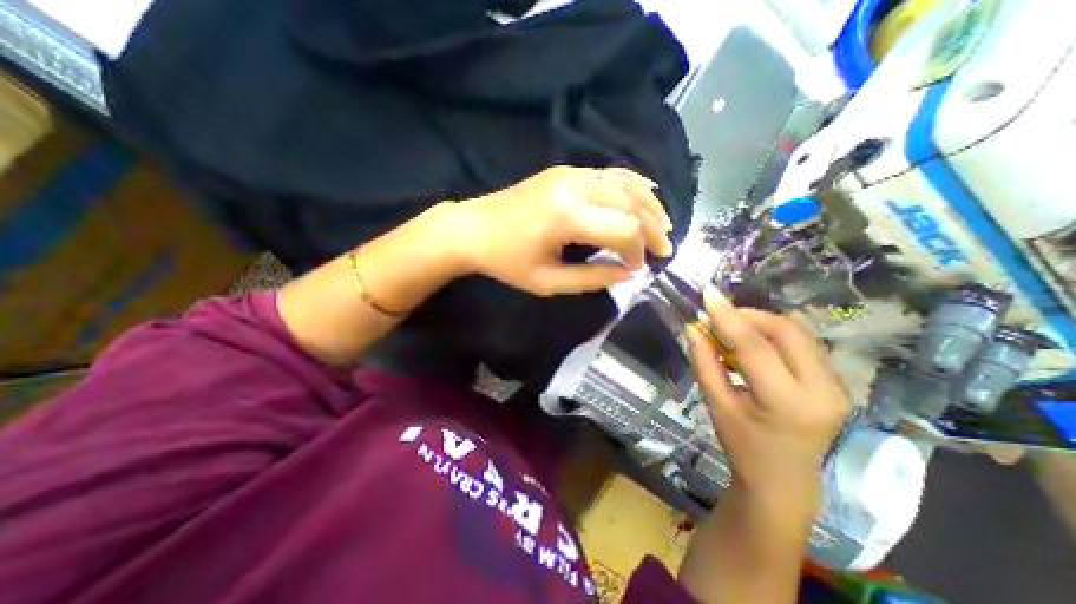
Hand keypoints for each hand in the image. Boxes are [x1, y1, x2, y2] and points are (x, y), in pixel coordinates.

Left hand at [451, 164, 670, 296]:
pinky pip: (609, 173)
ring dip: (649, 204)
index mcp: (566, 217)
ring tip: (664, 225)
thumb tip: (628, 273)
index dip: (638, 251)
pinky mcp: (565, 171)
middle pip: (630, 202)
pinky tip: (646, 194)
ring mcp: (569, 173)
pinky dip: (632, 185)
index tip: (638, 268)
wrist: (472, 229)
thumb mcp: (547, 282)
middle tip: (664, 249)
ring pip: (625, 182)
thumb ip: (592, 278)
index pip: (623, 229)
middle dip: (653, 227)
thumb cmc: (506, 261)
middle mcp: (573, 186)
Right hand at [690, 289, 857, 500]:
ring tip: (733, 331)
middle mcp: (823, 390)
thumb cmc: (743, 445)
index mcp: (787, 403)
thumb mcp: (717, 404)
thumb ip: (705, 362)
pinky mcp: (837, 381)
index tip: (708, 295)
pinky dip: (774, 334)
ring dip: (761, 323)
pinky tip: (754, 344)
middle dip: (749, 316)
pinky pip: (803, 342)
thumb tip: (693, 327)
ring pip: (798, 332)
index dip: (729, 317)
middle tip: (720, 317)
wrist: (784, 479)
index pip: (756, 347)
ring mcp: (837, 385)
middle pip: (786, 330)